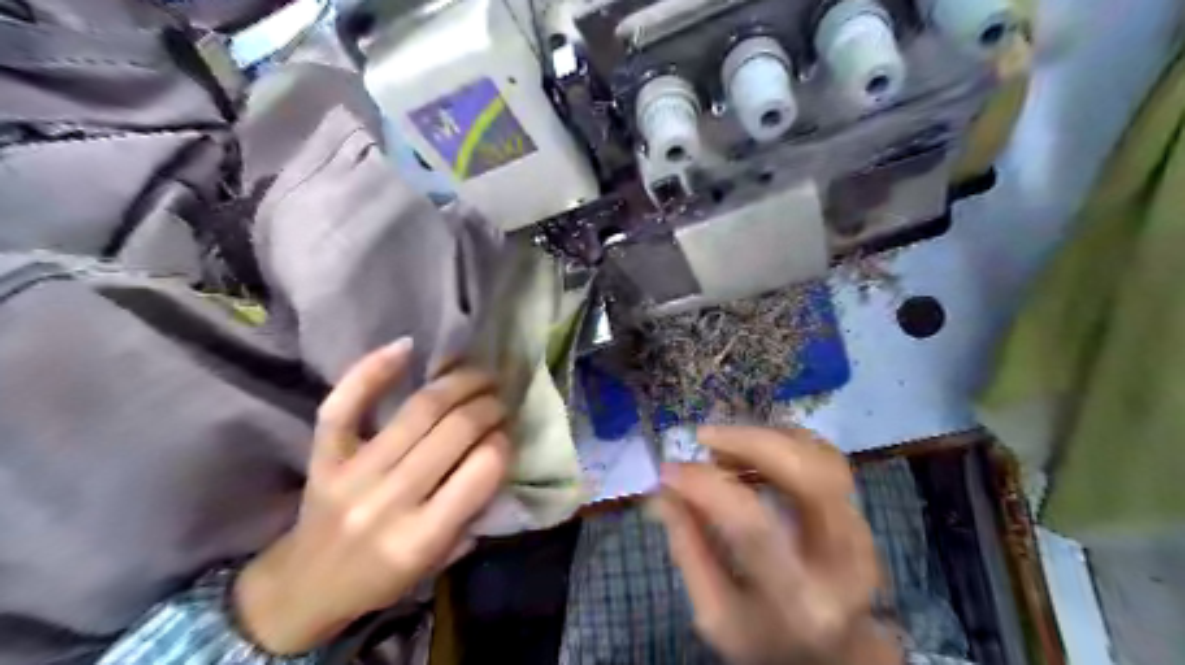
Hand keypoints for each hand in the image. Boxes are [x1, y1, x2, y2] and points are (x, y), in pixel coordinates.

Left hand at [233, 341, 508, 651]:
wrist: (304, 587)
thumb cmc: (383, 577)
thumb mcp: (440, 559)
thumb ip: (473, 508)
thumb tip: (497, 444)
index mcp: (421, 538)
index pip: (482, 470)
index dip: (503, 442)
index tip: (507, 433)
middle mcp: (387, 501)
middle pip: (454, 430)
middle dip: (488, 405)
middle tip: (499, 398)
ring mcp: (351, 474)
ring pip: (417, 410)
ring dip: (458, 383)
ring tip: (478, 375)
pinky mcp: (323, 457)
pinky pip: (345, 405)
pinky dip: (373, 370)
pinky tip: (407, 348)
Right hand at [658, 425, 899, 664]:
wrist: (835, 654)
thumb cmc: (766, 639)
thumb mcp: (715, 612)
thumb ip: (688, 549)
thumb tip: (664, 489)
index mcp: (799, 599)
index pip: (753, 525)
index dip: (707, 488)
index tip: (669, 472)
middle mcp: (842, 559)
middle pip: (806, 476)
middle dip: (749, 443)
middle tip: (703, 439)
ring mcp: (859, 530)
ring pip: (819, 456)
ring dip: (765, 439)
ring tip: (722, 449)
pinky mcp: (859, 511)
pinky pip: (823, 455)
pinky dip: (782, 442)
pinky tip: (750, 454)